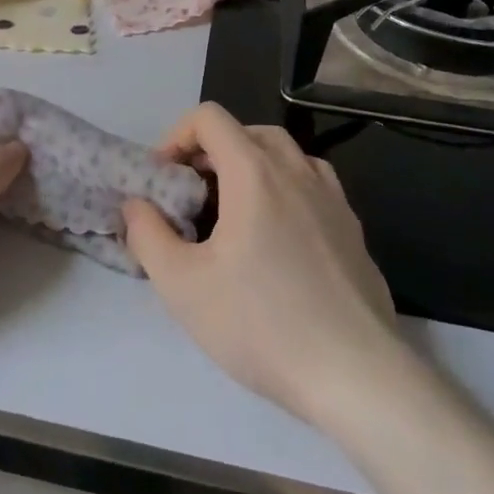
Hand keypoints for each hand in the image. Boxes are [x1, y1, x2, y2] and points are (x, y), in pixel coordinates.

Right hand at [123, 104, 405, 426]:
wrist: (357, 376)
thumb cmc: (262, 324)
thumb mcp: (183, 286)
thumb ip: (147, 236)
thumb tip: (136, 205)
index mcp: (254, 171)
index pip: (209, 118)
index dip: (177, 136)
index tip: (165, 178)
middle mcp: (296, 170)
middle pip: (247, 131)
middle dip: (212, 151)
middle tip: (193, 195)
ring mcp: (332, 198)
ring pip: (285, 154)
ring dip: (252, 166)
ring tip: (235, 212)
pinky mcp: (353, 229)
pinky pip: (313, 185)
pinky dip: (286, 189)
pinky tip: (279, 237)